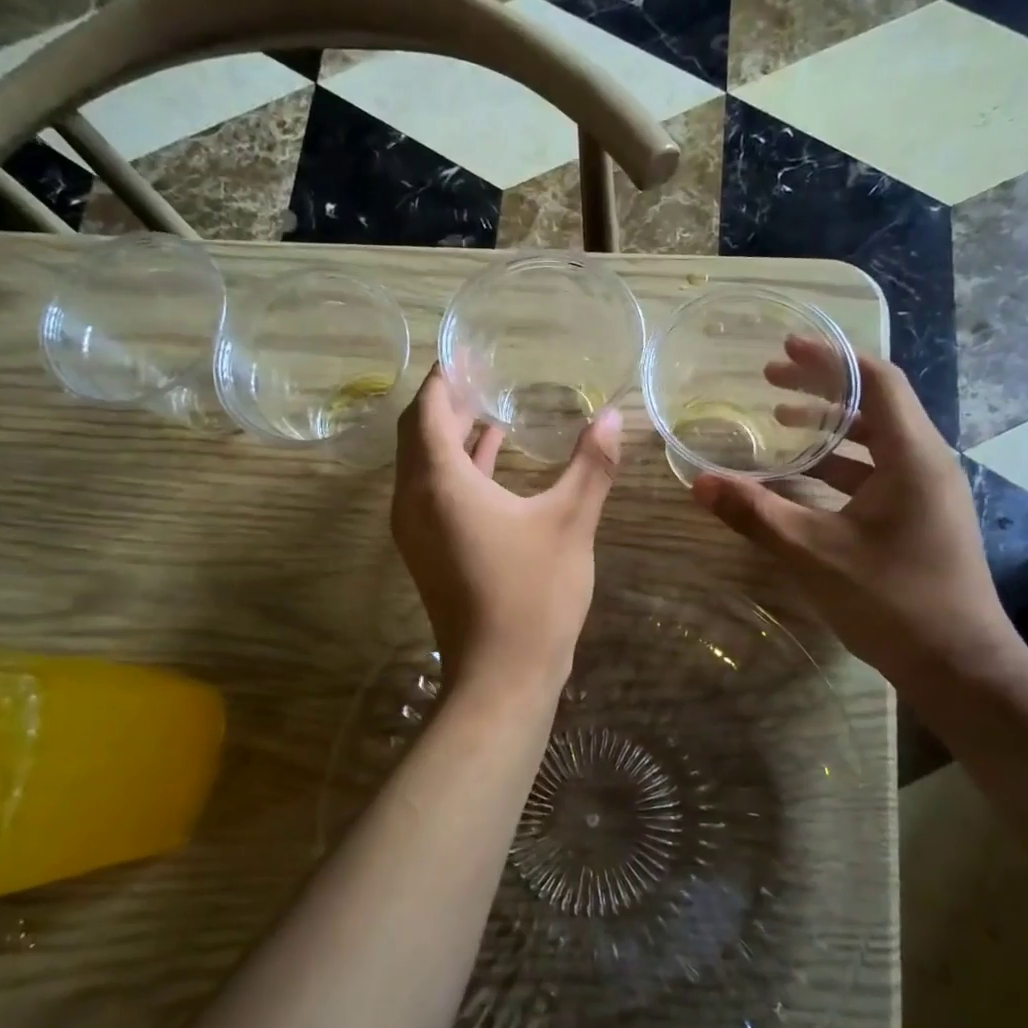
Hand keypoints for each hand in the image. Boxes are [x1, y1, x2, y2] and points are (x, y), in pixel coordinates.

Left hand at [392, 366, 621, 689]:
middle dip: (446, 402)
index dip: (444, 378)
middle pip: (418, 435)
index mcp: (439, 483)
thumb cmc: (533, 594)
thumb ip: (591, 465)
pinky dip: (457, 468)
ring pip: (424, 465)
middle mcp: (414, 501)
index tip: (466, 352)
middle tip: (482, 373)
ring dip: (451, 435)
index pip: (429, 411)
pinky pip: (433, 493)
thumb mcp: (569, 522)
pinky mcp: (428, 552)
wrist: (501, 676)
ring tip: (489, 405)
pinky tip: (493, 459)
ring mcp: (416, 531)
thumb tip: (613, 416)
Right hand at [691, 339, 1018, 679]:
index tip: (786, 348)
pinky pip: (878, 473)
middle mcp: (926, 463)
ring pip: (876, 441)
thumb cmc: (892, 600)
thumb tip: (699, 482)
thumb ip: (755, 514)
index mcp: (911, 456)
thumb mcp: (813, 553)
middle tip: (770, 380)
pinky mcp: (922, 518)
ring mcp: (928, 493)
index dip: (830, 359)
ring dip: (829, 429)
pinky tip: (804, 481)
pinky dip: (840, 465)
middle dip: (822, 388)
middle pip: (875, 405)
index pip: (876, 381)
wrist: (960, 667)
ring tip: (780, 424)